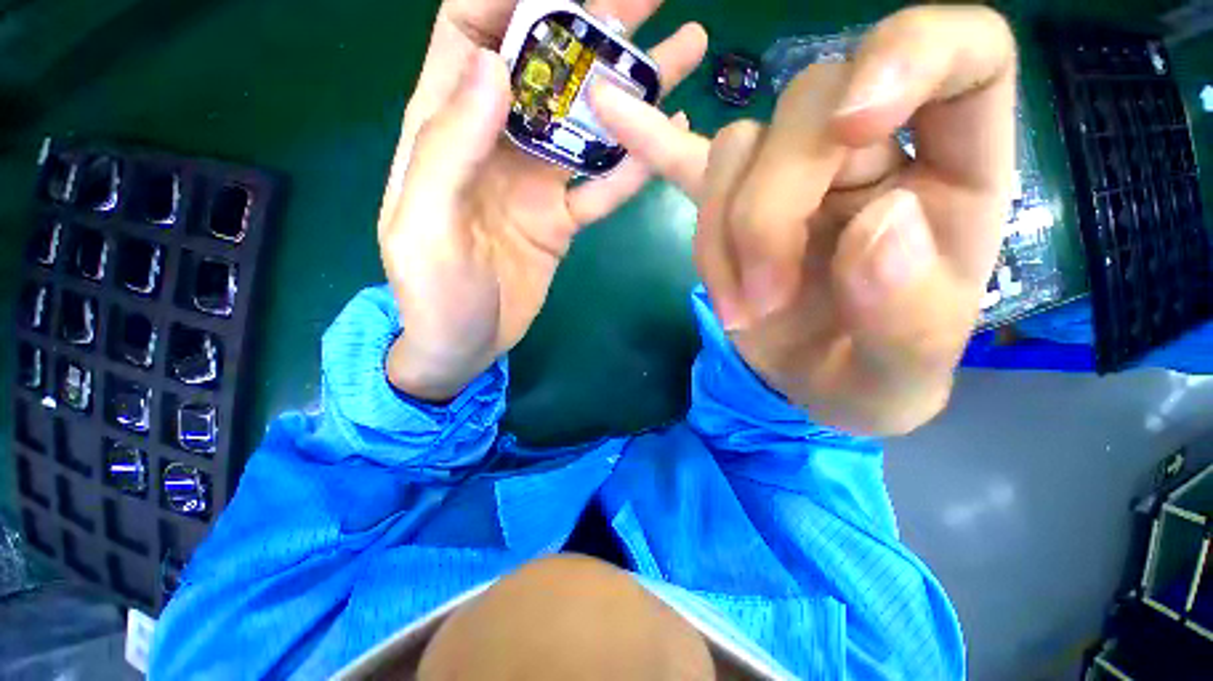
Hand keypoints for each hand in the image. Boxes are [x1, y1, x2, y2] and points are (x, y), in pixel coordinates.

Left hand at [379, 0, 706, 400]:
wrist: (464, 345)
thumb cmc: (432, 293)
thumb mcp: (424, 223)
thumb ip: (449, 146)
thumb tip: (495, 65)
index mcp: (444, 131)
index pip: (469, 34)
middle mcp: (495, 144)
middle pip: (544, 70)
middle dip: (591, 26)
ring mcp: (536, 184)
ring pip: (585, 126)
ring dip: (630, 91)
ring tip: (682, 54)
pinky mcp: (563, 221)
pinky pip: (602, 187)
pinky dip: (633, 166)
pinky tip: (665, 137)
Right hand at [593, 6, 1016, 434]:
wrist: (815, 386)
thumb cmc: (873, 380)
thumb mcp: (904, 376)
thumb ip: (908, 313)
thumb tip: (876, 223)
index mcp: (953, 177)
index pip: (964, 49)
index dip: (910, 53)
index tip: (850, 126)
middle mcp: (874, 151)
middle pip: (808, 108)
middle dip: (767, 211)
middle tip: (759, 300)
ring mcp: (792, 173)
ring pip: (738, 150)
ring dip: (722, 236)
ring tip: (738, 308)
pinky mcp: (733, 205)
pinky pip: (688, 160)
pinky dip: (652, 142)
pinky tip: (612, 113)